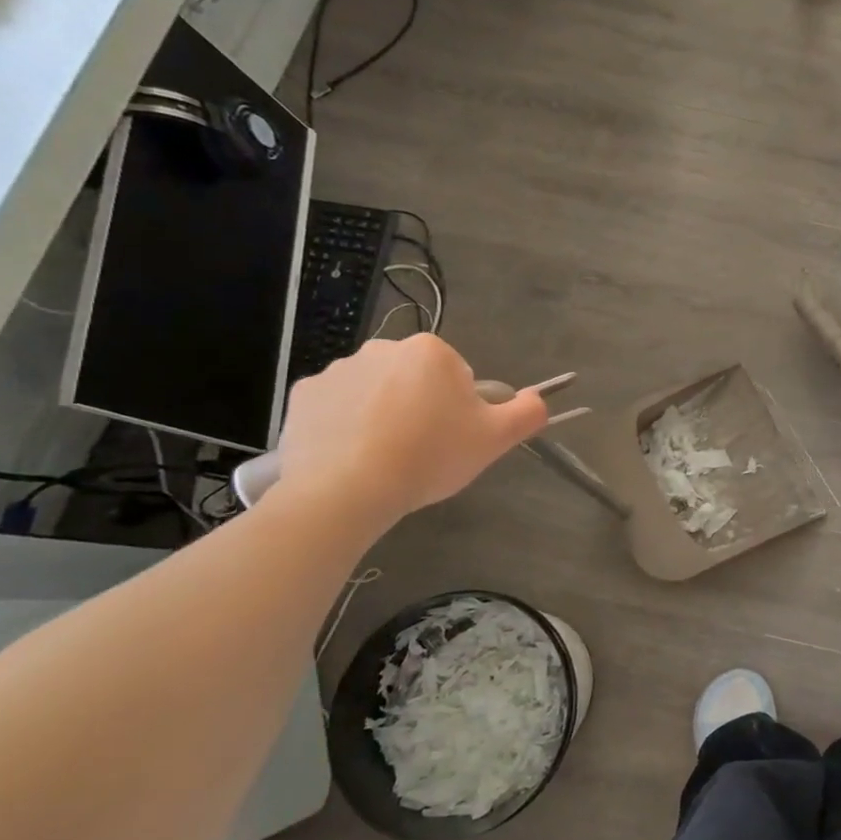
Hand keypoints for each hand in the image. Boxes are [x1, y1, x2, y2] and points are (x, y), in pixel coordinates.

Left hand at [271, 335, 547, 530]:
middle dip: (421, 408)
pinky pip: (336, 407)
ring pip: (376, 392)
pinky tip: (351, 457)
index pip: (458, 377)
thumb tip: (538, 399)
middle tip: (422, 451)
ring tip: (383, 459)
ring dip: (383, 415)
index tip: (452, 439)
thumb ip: (528, 412)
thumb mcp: (495, 439)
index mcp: (431, 351)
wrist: (345, 490)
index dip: (460, 410)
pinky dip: (345, 426)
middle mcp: (382, 348)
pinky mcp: (302, 395)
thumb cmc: (429, 456)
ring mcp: (337, 370)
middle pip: (415, 380)